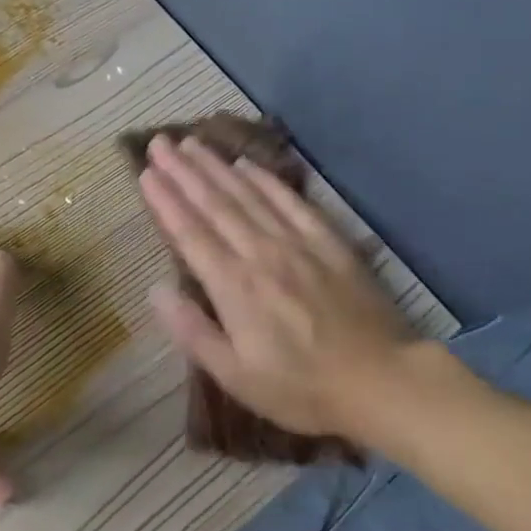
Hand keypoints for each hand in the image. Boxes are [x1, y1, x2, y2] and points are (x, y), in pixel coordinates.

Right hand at [137, 134, 434, 449]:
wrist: (384, 384)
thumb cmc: (302, 388)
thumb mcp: (237, 376)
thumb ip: (193, 331)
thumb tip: (156, 291)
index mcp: (234, 287)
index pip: (190, 233)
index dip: (165, 201)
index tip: (145, 173)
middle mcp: (261, 254)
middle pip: (215, 204)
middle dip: (183, 171)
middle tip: (159, 143)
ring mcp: (297, 244)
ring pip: (248, 195)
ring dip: (216, 167)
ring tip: (191, 142)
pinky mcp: (329, 243)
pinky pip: (291, 202)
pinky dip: (266, 180)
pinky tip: (247, 164)